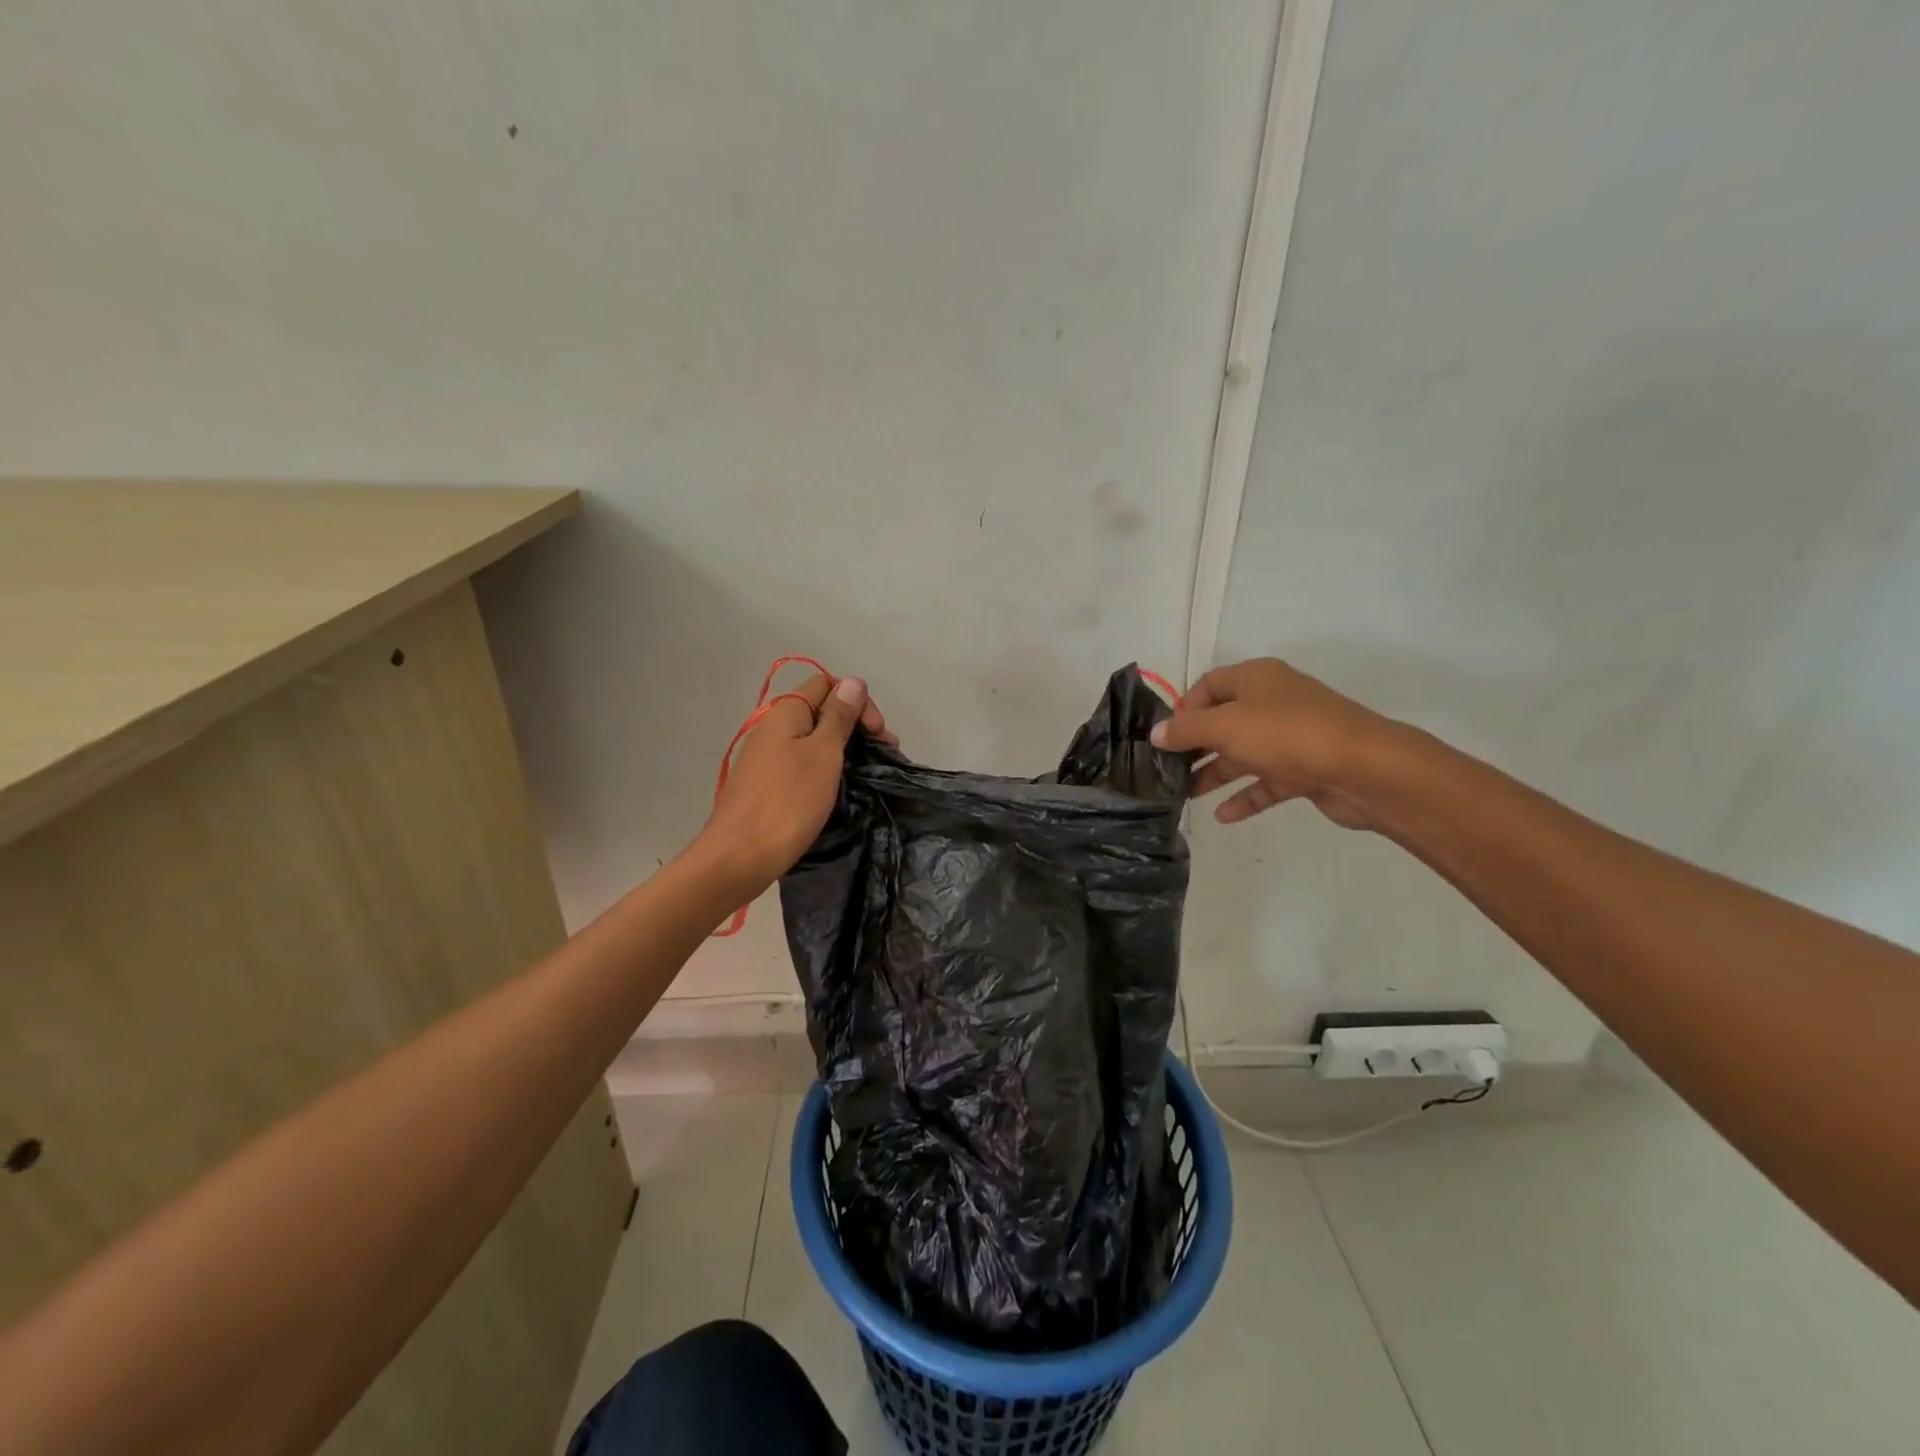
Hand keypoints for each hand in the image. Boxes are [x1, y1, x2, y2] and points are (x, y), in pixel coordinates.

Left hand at [699, 673, 892, 893]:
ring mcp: (768, 757)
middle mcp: (773, 727)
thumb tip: (852, 682)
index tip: (878, 733)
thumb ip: (838, 716)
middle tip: (883, 755)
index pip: (827, 685)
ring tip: (869, 773)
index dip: (857, 701)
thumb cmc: (788, 801)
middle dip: (856, 727)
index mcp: (786, 712)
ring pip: (815, 740)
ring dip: (845, 750)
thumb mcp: (823, 753)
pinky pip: (804, 764)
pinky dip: (827, 769)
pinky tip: (842, 787)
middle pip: (822, 711)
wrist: (740, 856)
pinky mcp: (769, 784)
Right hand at [1149, 658, 1395, 829]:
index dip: (1184, 707)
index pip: (1209, 684)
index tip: (1165, 736)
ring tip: (1183, 796)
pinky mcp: (1305, 770)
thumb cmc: (1287, 734)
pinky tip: (1222, 816)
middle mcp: (1273, 702)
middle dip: (1195, 745)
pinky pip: (1267, 782)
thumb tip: (1155, 733)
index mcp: (1256, 679)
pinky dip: (1245, 796)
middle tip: (1166, 769)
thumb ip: (1186, 730)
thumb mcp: (1225, 726)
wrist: (1364, 769)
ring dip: (1214, 773)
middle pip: (1224, 721)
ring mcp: (1292, 737)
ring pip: (1243, 754)